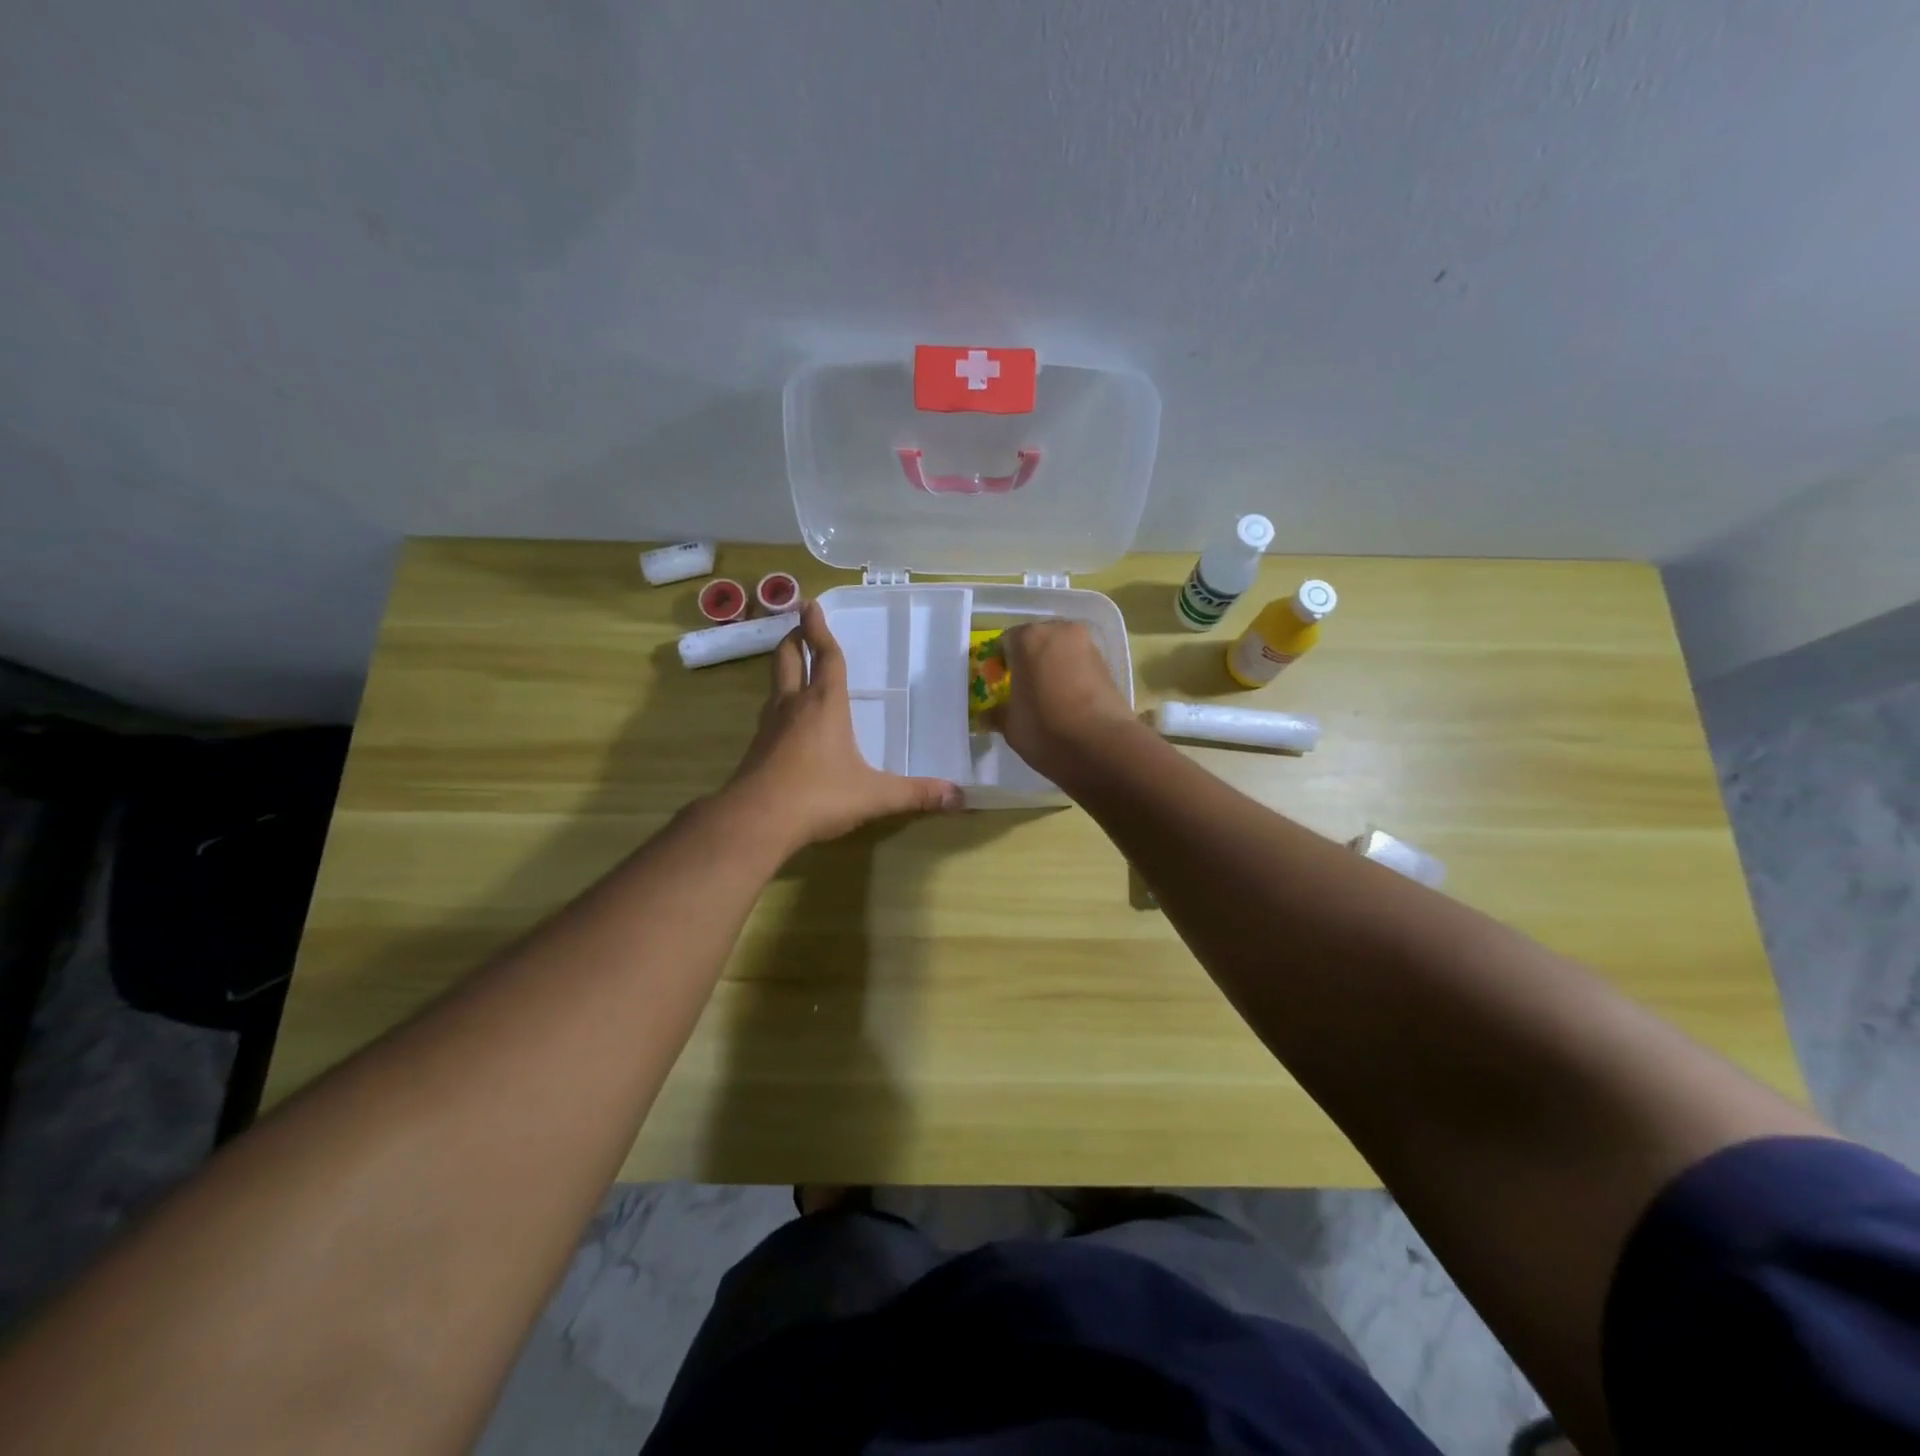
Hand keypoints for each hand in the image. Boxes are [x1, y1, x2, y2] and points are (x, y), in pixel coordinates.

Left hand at [726, 601, 961, 851]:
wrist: (756, 820)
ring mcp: (770, 725)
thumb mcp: (875, 795)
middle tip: (798, 624)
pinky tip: (787, 719)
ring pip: (774, 684)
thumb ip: (916, 794)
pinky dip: (779, 702)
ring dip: (784, 667)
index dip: (819, 629)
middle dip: (795, 639)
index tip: (810, 604)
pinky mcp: (756, 747)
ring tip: (794, 665)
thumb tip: (959, 796)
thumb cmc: (819, 795)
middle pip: (788, 659)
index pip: (825, 657)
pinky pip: (769, 713)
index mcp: (825, 704)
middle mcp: (794, 705)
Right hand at [983, 621, 1139, 783]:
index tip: (1000, 686)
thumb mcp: (1010, 725)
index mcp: (1028, 638)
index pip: (1005, 642)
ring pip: (1061, 652)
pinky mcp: (1108, 665)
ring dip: (1052, 668)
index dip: (1000, 664)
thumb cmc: (1045, 729)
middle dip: (1029, 662)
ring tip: (1048, 699)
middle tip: (1024, 691)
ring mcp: (1088, 646)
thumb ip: (997, 713)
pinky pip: (1080, 665)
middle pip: (1037, 641)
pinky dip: (1072, 678)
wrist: (1103, 747)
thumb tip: (989, 714)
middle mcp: (1059, 632)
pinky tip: (1069, 704)